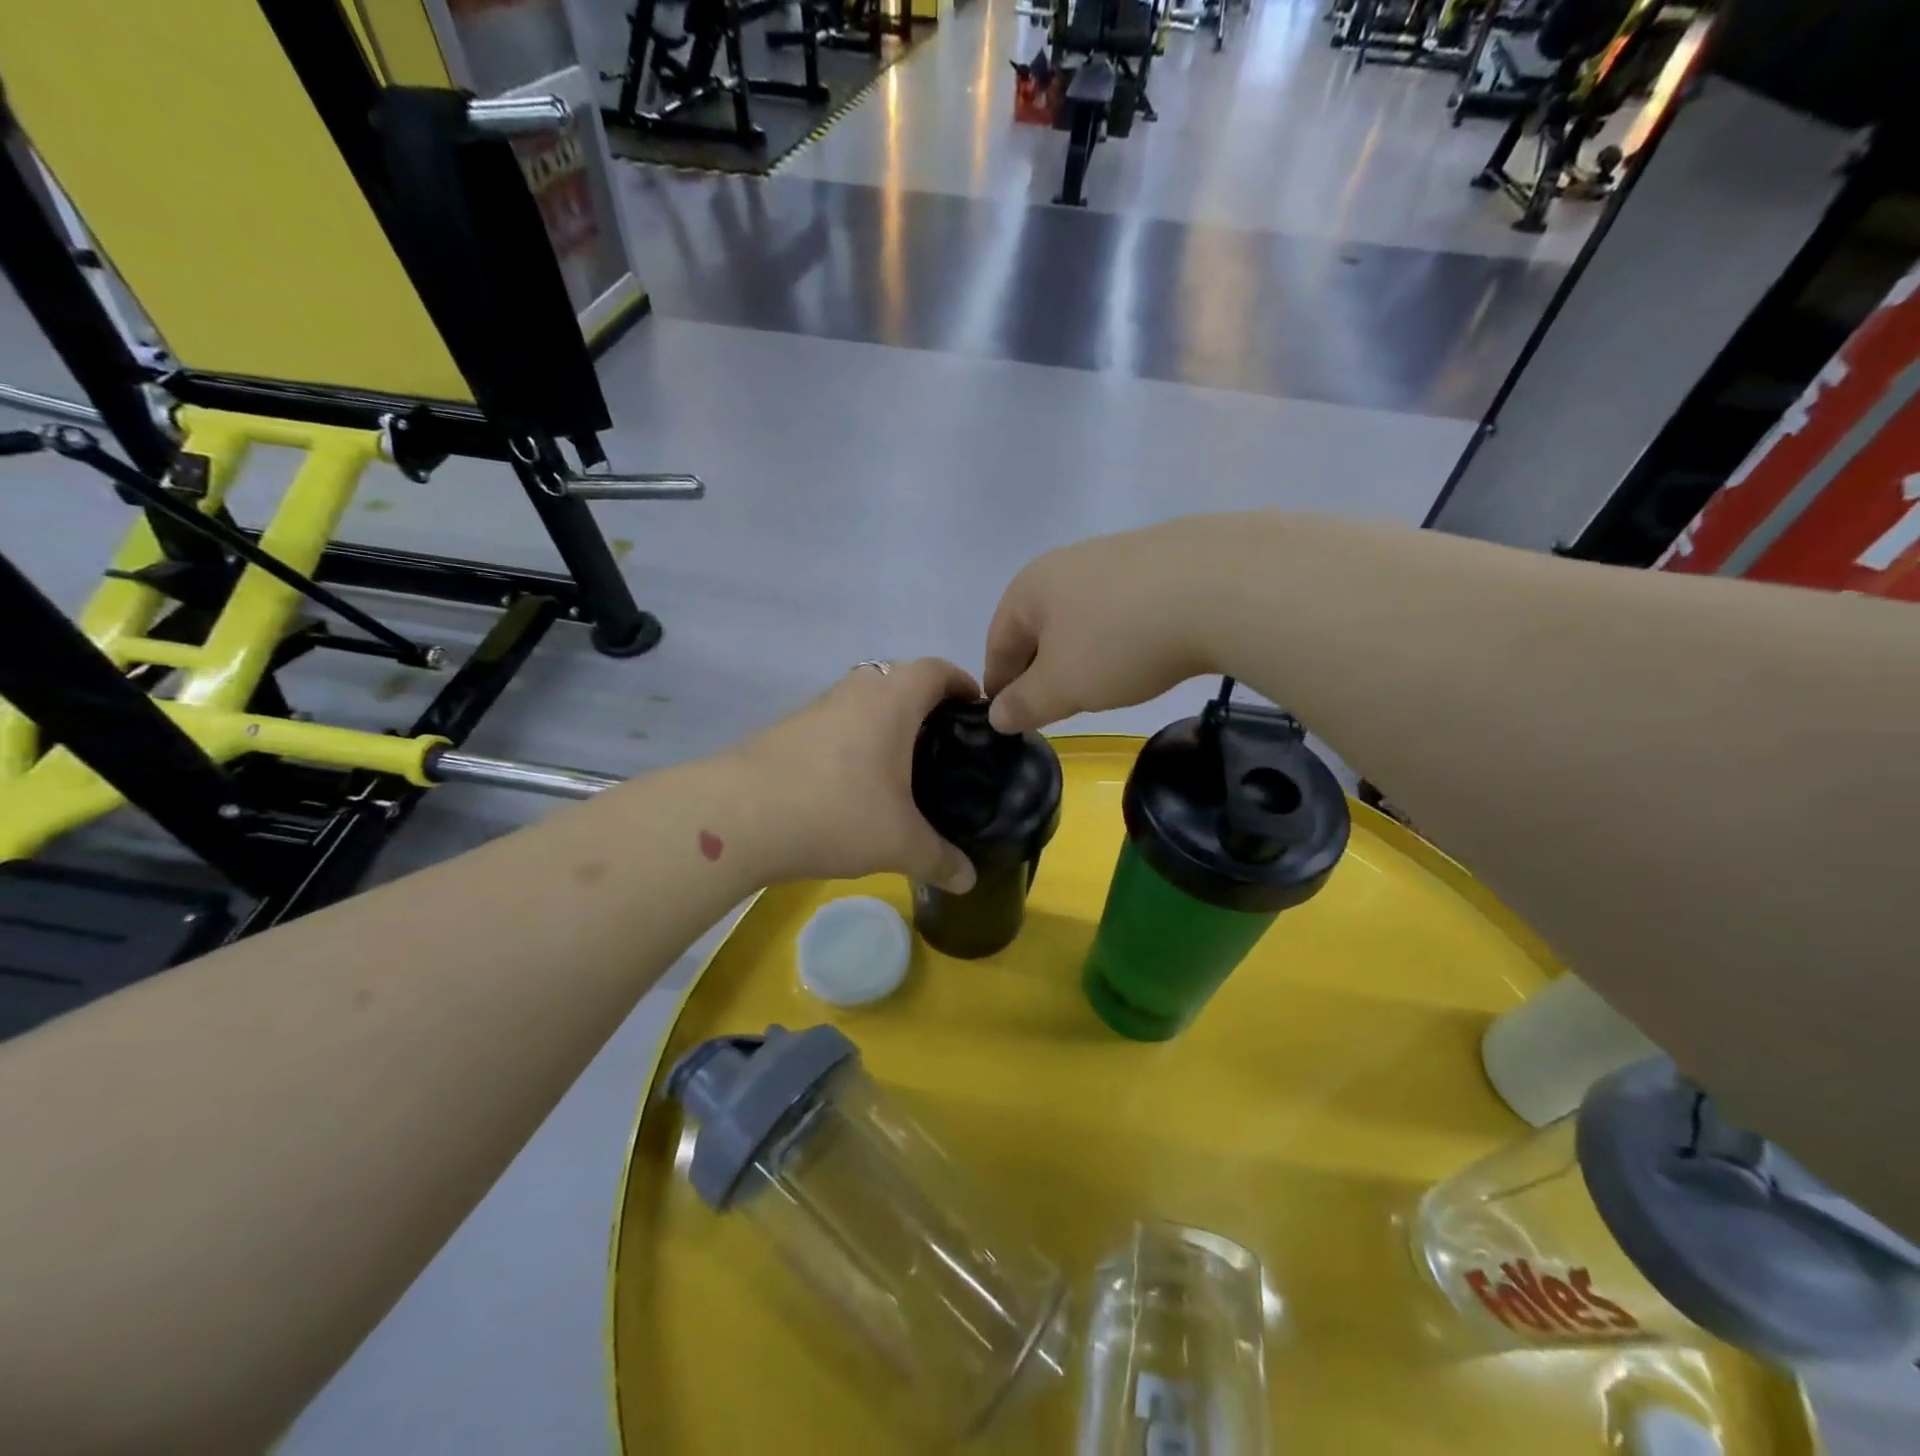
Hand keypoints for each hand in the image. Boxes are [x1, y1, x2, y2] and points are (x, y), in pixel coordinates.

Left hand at [735, 658, 981, 891]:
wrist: (737, 817)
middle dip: (925, 702)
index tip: (976, 708)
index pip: (936, 669)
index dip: (961, 682)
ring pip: (862, 699)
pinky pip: (835, 721)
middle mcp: (855, 691)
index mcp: (891, 701)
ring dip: (884, 720)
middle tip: (943, 742)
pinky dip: (853, 738)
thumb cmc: (836, 812)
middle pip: (899, 677)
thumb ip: (940, 860)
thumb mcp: (899, 844)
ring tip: (900, 764)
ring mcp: (816, 707)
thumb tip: (969, 880)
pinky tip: (852, 781)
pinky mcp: (786, 729)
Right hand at [984, 519, 1231, 732]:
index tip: (1008, 719)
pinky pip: (1123, 609)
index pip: (997, 643)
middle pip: (1038, 628)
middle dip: (1040, 669)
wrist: (1219, 587)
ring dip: (1081, 653)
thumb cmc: (1119, 641)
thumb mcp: (1063, 686)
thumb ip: (1024, 704)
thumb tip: (997, 714)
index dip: (999, 686)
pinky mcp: (1160, 560)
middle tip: (1053, 708)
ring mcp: (1115, 556)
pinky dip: (1120, 636)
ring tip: (1099, 685)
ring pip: (1081, 617)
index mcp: (1029, 588)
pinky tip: (1142, 654)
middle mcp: (1065, 563)